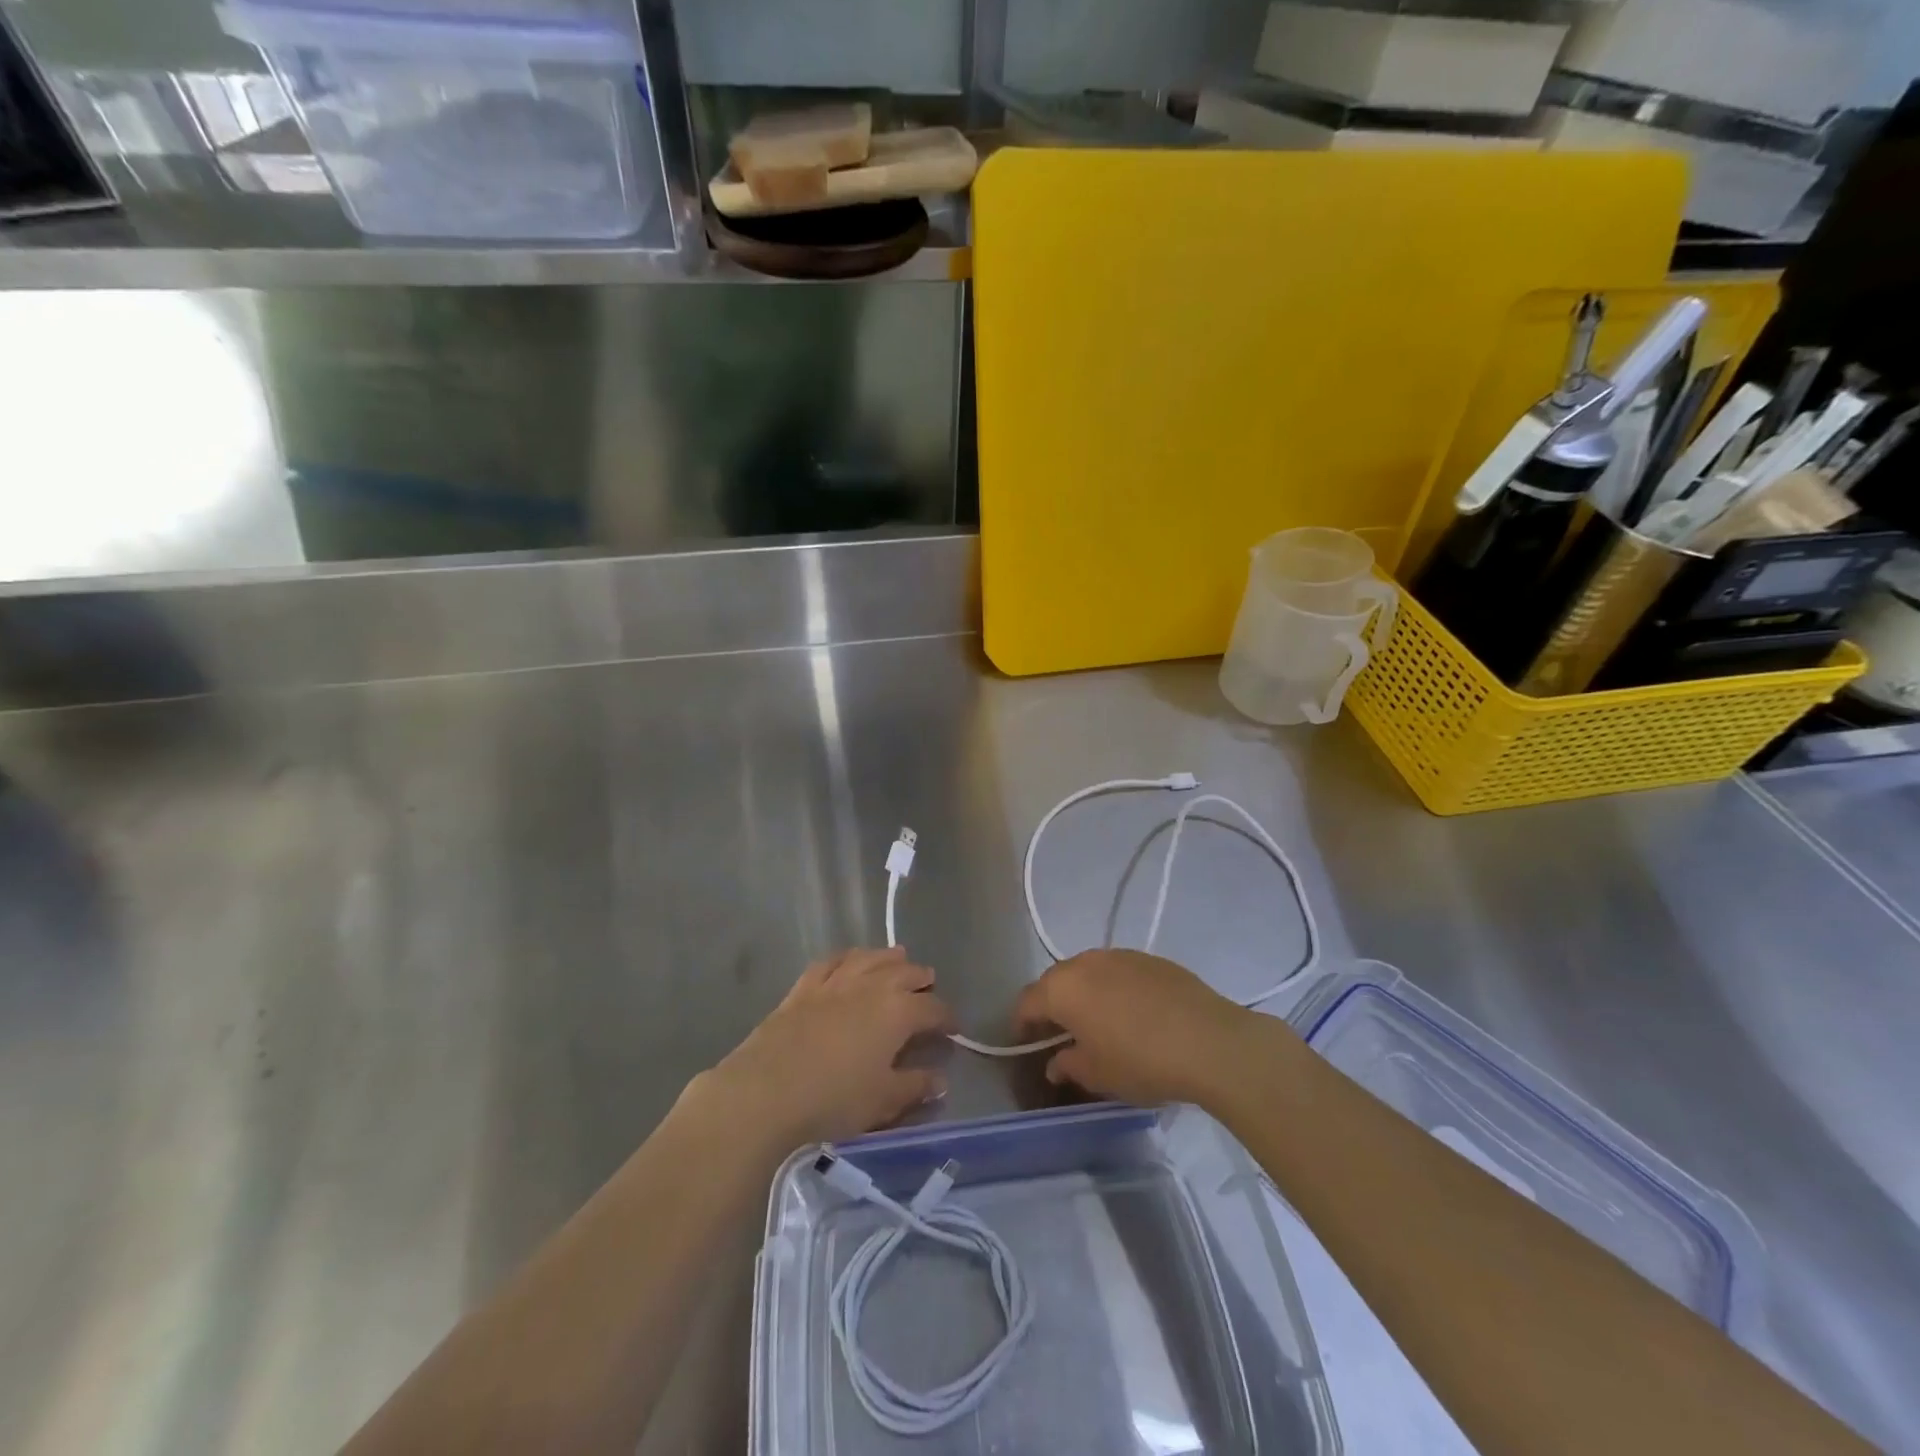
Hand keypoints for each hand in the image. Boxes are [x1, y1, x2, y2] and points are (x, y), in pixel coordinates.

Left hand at [698, 947, 953, 1147]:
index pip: (933, 1009)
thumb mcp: (883, 1100)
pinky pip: (831, 962)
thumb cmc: (833, 1100)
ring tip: (899, 959)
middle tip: (929, 988)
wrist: (765, 1092)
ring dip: (888, 959)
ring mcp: (835, 982)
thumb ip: (915, 1086)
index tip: (954, 1030)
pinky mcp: (803, 988)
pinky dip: (848, 958)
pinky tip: (850, 960)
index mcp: (898, 1012)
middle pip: (905, 973)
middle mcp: (871, 986)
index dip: (947, 1018)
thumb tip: (939, 1079)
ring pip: (870, 959)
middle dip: (921, 980)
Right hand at [1011, 949, 1261, 1106]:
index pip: (1026, 1003)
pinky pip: (1118, 972)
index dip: (1022, 1025)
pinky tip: (1132, 1015)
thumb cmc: (1141, 1061)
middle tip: (1060, 1036)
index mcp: (1062, 988)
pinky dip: (1114, 990)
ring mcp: (1119, 956)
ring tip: (1098, 1024)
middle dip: (1052, 1006)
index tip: (1026, 1046)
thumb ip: (1067, 1065)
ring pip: (1088, 973)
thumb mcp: (1096, 1074)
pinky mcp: (1150, 959)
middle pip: (1055, 982)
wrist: (1209, 1041)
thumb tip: (1055, 1062)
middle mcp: (1084, 962)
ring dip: (1084, 995)